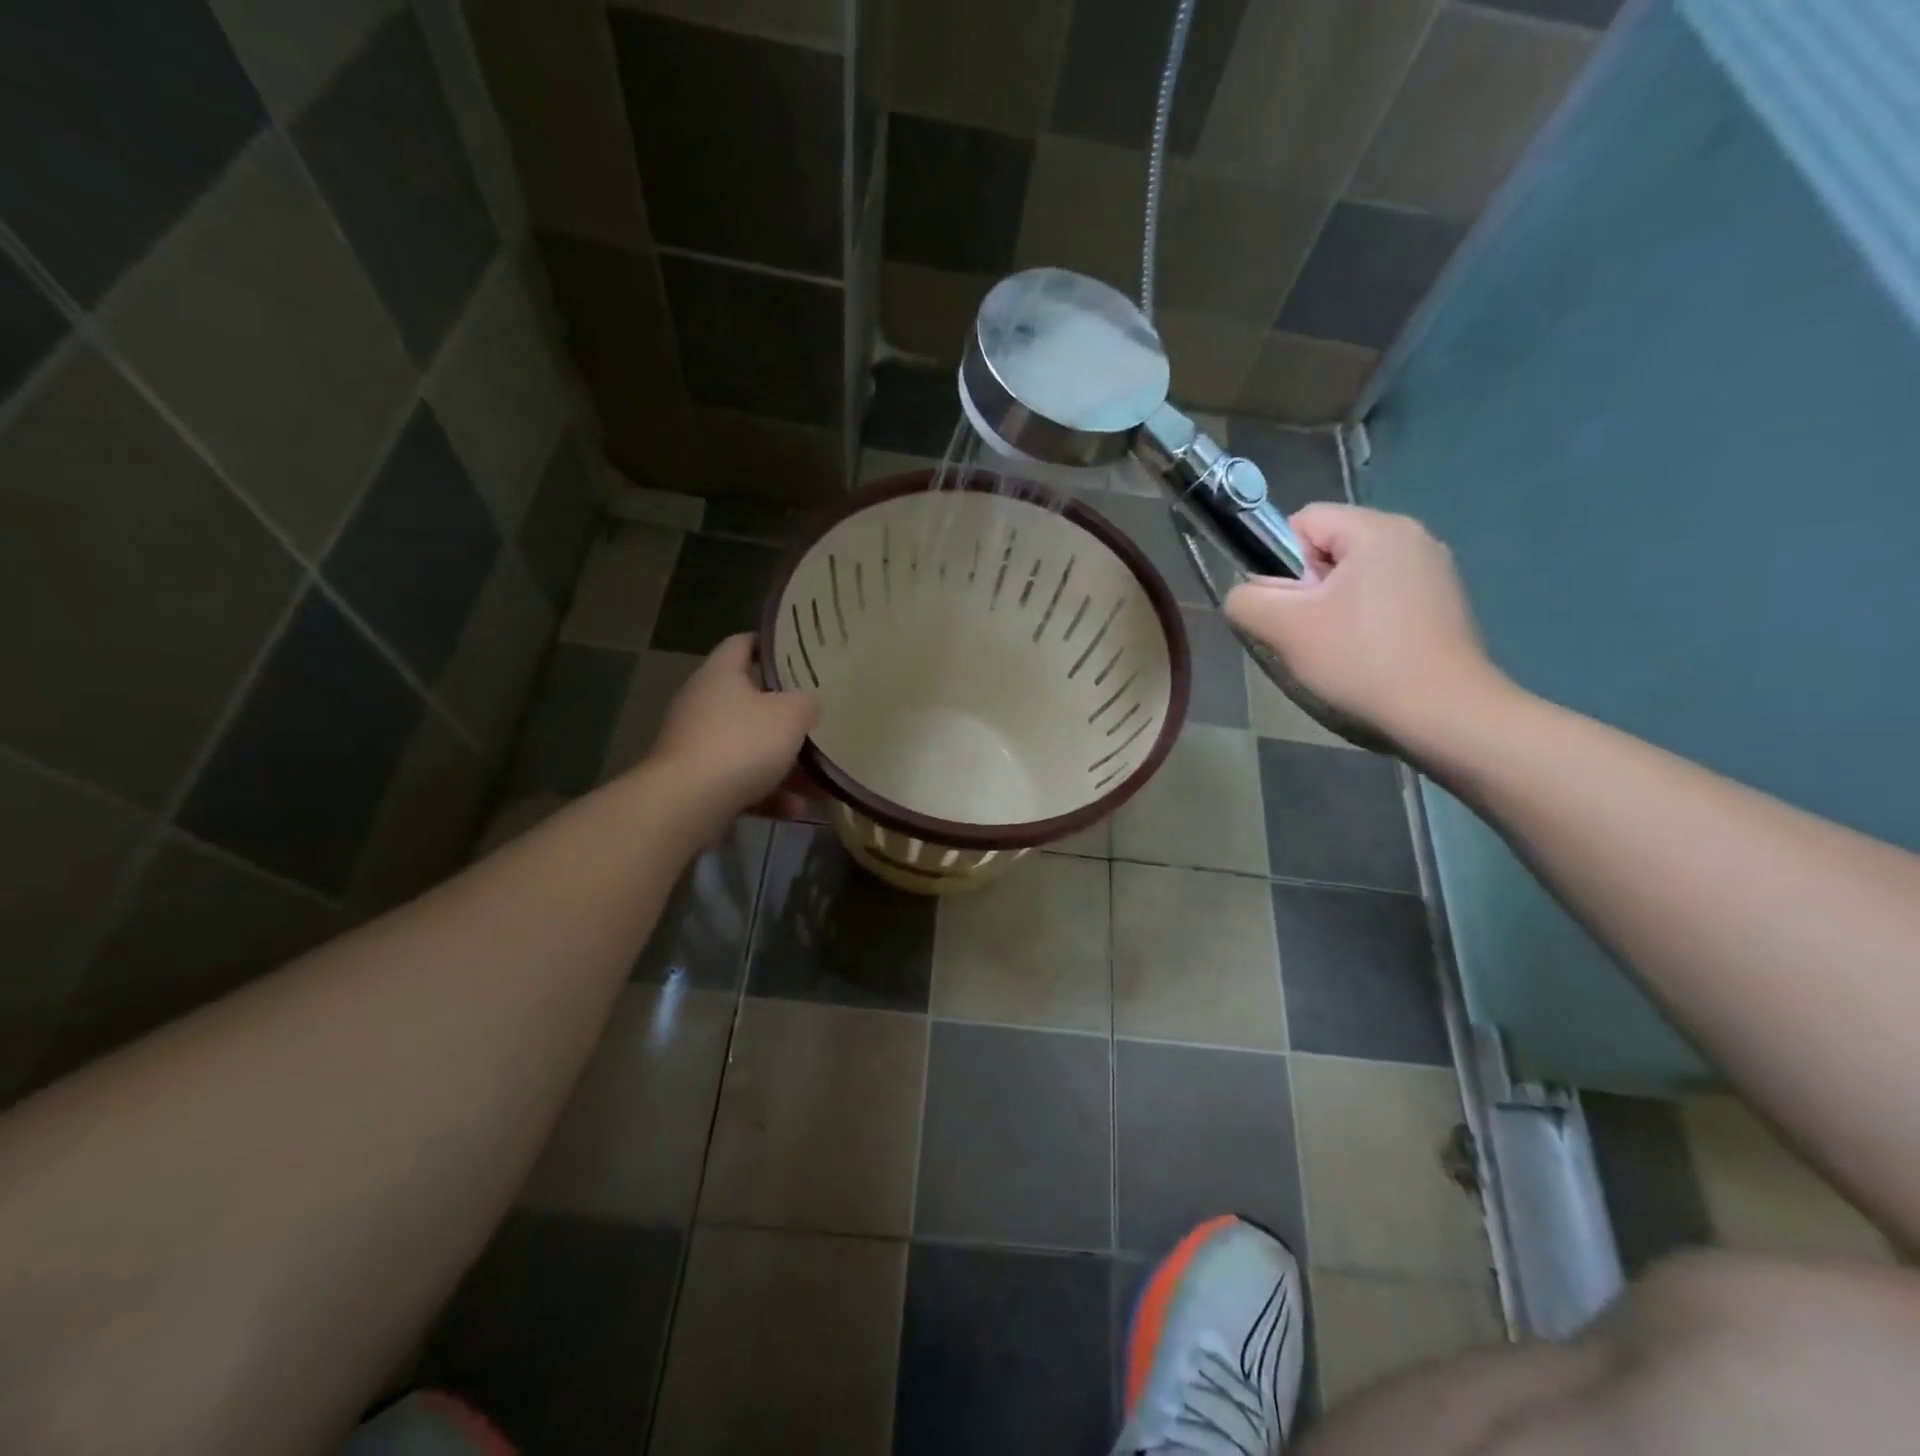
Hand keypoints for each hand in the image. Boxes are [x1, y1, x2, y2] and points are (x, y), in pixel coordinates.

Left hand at [648, 635, 818, 817]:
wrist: (688, 803)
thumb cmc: (742, 743)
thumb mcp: (791, 715)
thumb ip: (806, 703)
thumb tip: (807, 703)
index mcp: (720, 674)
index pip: (743, 644)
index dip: (770, 646)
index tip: (799, 655)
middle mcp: (702, 703)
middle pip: (749, 701)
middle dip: (786, 717)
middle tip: (817, 721)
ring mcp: (696, 744)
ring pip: (749, 747)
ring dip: (784, 764)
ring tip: (819, 782)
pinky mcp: (695, 781)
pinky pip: (740, 781)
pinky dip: (767, 793)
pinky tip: (796, 809)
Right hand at [1224, 504, 1504, 742]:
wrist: (1443, 713)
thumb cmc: (1361, 659)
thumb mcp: (1284, 627)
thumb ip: (1247, 600)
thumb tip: (1245, 596)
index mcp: (1378, 529)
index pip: (1304, 521)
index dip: (1279, 561)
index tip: (1287, 607)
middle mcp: (1413, 537)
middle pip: (1329, 548)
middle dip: (1306, 588)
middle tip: (1305, 633)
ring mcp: (1434, 571)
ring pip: (1354, 577)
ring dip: (1331, 608)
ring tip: (1333, 649)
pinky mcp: (1443, 605)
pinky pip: (1382, 598)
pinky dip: (1363, 621)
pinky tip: (1364, 656)